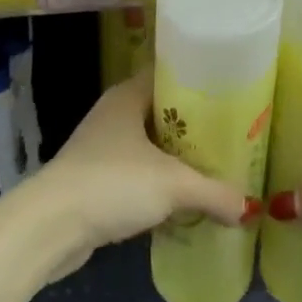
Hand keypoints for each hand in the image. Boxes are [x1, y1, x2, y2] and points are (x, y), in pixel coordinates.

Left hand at [30, 73, 258, 276]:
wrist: (51, 226)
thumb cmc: (113, 184)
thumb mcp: (173, 185)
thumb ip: (214, 193)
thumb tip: (250, 207)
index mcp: (127, 97)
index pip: (167, 75)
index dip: (198, 82)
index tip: (230, 95)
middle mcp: (113, 115)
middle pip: (161, 112)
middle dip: (193, 126)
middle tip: (231, 136)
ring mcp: (101, 148)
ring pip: (149, 146)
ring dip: (175, 158)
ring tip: (214, 168)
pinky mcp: (95, 181)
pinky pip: (136, 174)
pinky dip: (158, 184)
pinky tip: (182, 200)